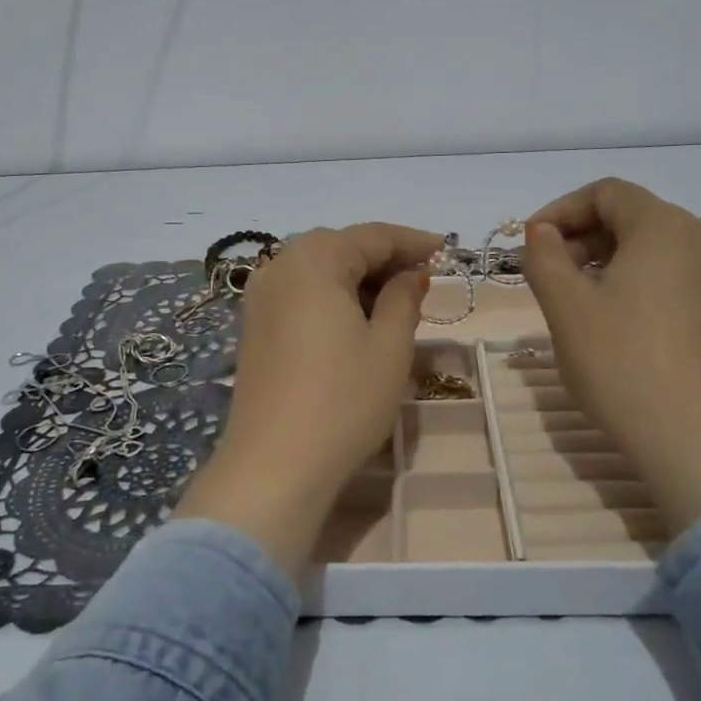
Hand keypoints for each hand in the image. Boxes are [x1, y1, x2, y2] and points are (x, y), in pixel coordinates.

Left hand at [174, 223, 441, 576]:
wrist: (274, 465)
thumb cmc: (343, 400)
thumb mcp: (388, 346)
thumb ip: (402, 298)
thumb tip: (409, 275)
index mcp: (313, 259)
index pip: (372, 236)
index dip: (413, 242)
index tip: (446, 250)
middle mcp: (279, 266)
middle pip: (341, 247)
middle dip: (383, 259)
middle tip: (423, 279)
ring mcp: (260, 297)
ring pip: (318, 270)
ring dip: (357, 279)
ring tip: (395, 302)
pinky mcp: (254, 327)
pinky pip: (300, 294)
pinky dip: (332, 297)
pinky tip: (355, 320)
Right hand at [522, 178, 700, 537]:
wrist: (694, 437)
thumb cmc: (619, 361)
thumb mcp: (564, 306)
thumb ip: (544, 255)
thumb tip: (541, 232)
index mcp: (664, 225)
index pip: (607, 193)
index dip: (561, 210)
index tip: (532, 242)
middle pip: (637, 217)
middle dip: (588, 237)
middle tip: (554, 274)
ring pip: (664, 249)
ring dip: (620, 261)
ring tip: (591, 299)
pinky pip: (689, 278)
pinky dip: (654, 284)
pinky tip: (637, 321)